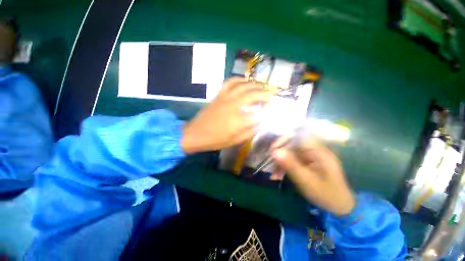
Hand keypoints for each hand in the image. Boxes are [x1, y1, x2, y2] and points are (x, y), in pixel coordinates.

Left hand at [181, 77, 273, 153]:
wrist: (195, 133)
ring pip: (243, 85)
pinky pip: (230, 82)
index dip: (268, 111)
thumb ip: (250, 131)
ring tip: (262, 86)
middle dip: (266, 93)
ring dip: (255, 84)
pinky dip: (239, 79)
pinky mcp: (219, 95)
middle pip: (253, 94)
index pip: (259, 113)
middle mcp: (233, 106)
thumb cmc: (215, 140)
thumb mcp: (235, 141)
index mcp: (238, 121)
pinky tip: (244, 81)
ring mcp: (225, 98)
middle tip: (273, 93)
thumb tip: (260, 123)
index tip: (272, 110)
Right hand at [272, 139, 354, 215]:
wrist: (340, 206)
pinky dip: (284, 166)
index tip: (272, 149)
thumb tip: (275, 152)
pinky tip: (278, 175)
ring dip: (280, 162)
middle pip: (292, 145)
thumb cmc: (326, 194)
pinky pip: (292, 160)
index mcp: (319, 151)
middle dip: (280, 154)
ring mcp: (311, 156)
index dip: (283, 140)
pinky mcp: (307, 162)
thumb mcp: (306, 181)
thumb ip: (291, 165)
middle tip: (270, 164)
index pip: (298, 137)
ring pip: (290, 153)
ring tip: (274, 174)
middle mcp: (315, 150)